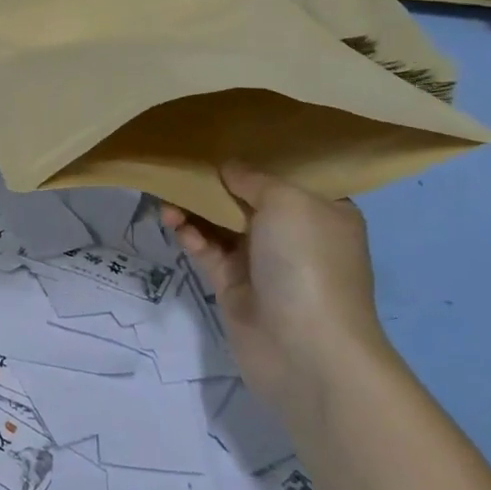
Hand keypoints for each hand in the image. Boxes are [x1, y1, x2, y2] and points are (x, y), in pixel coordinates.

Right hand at [162, 164, 389, 420]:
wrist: (305, 351)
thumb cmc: (307, 263)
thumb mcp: (287, 202)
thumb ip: (253, 179)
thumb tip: (228, 168)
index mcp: (323, 212)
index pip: (289, 177)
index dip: (257, 158)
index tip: (223, 138)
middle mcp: (296, 235)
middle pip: (248, 199)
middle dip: (216, 183)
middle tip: (182, 164)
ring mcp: (264, 263)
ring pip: (221, 224)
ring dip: (195, 209)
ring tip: (167, 196)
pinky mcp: (235, 287)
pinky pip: (208, 250)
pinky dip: (191, 235)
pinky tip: (174, 224)